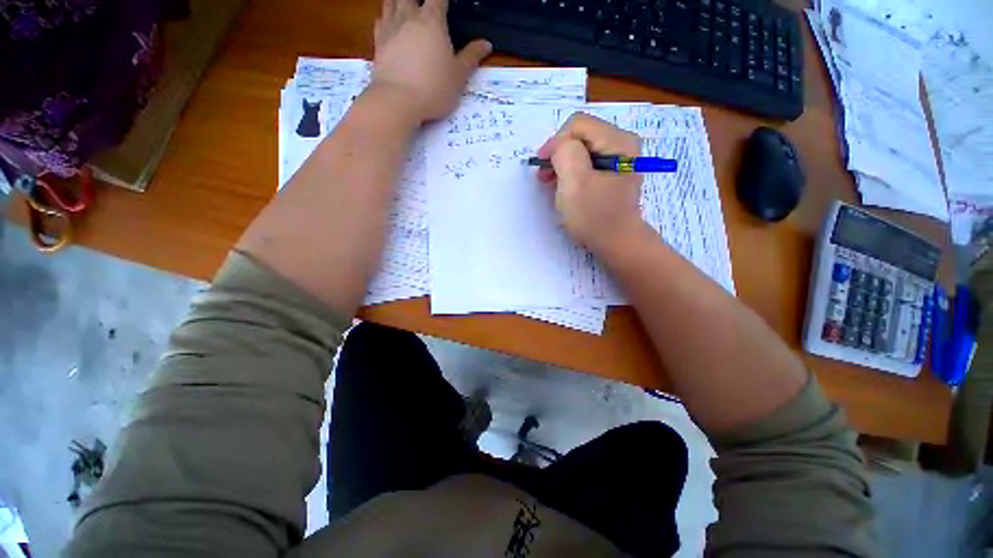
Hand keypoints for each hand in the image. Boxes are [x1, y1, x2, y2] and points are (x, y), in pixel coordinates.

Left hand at [371, 0, 491, 122]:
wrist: (398, 100)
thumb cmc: (434, 88)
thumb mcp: (458, 76)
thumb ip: (471, 57)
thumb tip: (486, 43)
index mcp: (432, 20)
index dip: (444, 0)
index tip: (448, 6)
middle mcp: (409, 16)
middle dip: (421, 0)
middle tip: (427, 9)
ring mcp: (390, 27)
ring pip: (392, 1)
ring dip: (401, 1)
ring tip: (408, 7)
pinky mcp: (378, 41)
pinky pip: (380, 19)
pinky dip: (386, 16)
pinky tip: (390, 22)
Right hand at [537, 113, 645, 254]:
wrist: (616, 243)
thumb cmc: (594, 216)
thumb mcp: (574, 182)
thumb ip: (564, 152)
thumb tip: (558, 146)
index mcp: (618, 141)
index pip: (578, 125)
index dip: (555, 142)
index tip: (543, 167)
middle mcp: (622, 143)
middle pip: (580, 134)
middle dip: (559, 153)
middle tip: (545, 177)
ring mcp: (619, 158)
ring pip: (581, 149)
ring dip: (563, 163)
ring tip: (552, 183)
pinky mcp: (613, 172)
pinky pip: (587, 162)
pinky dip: (571, 171)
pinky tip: (565, 186)